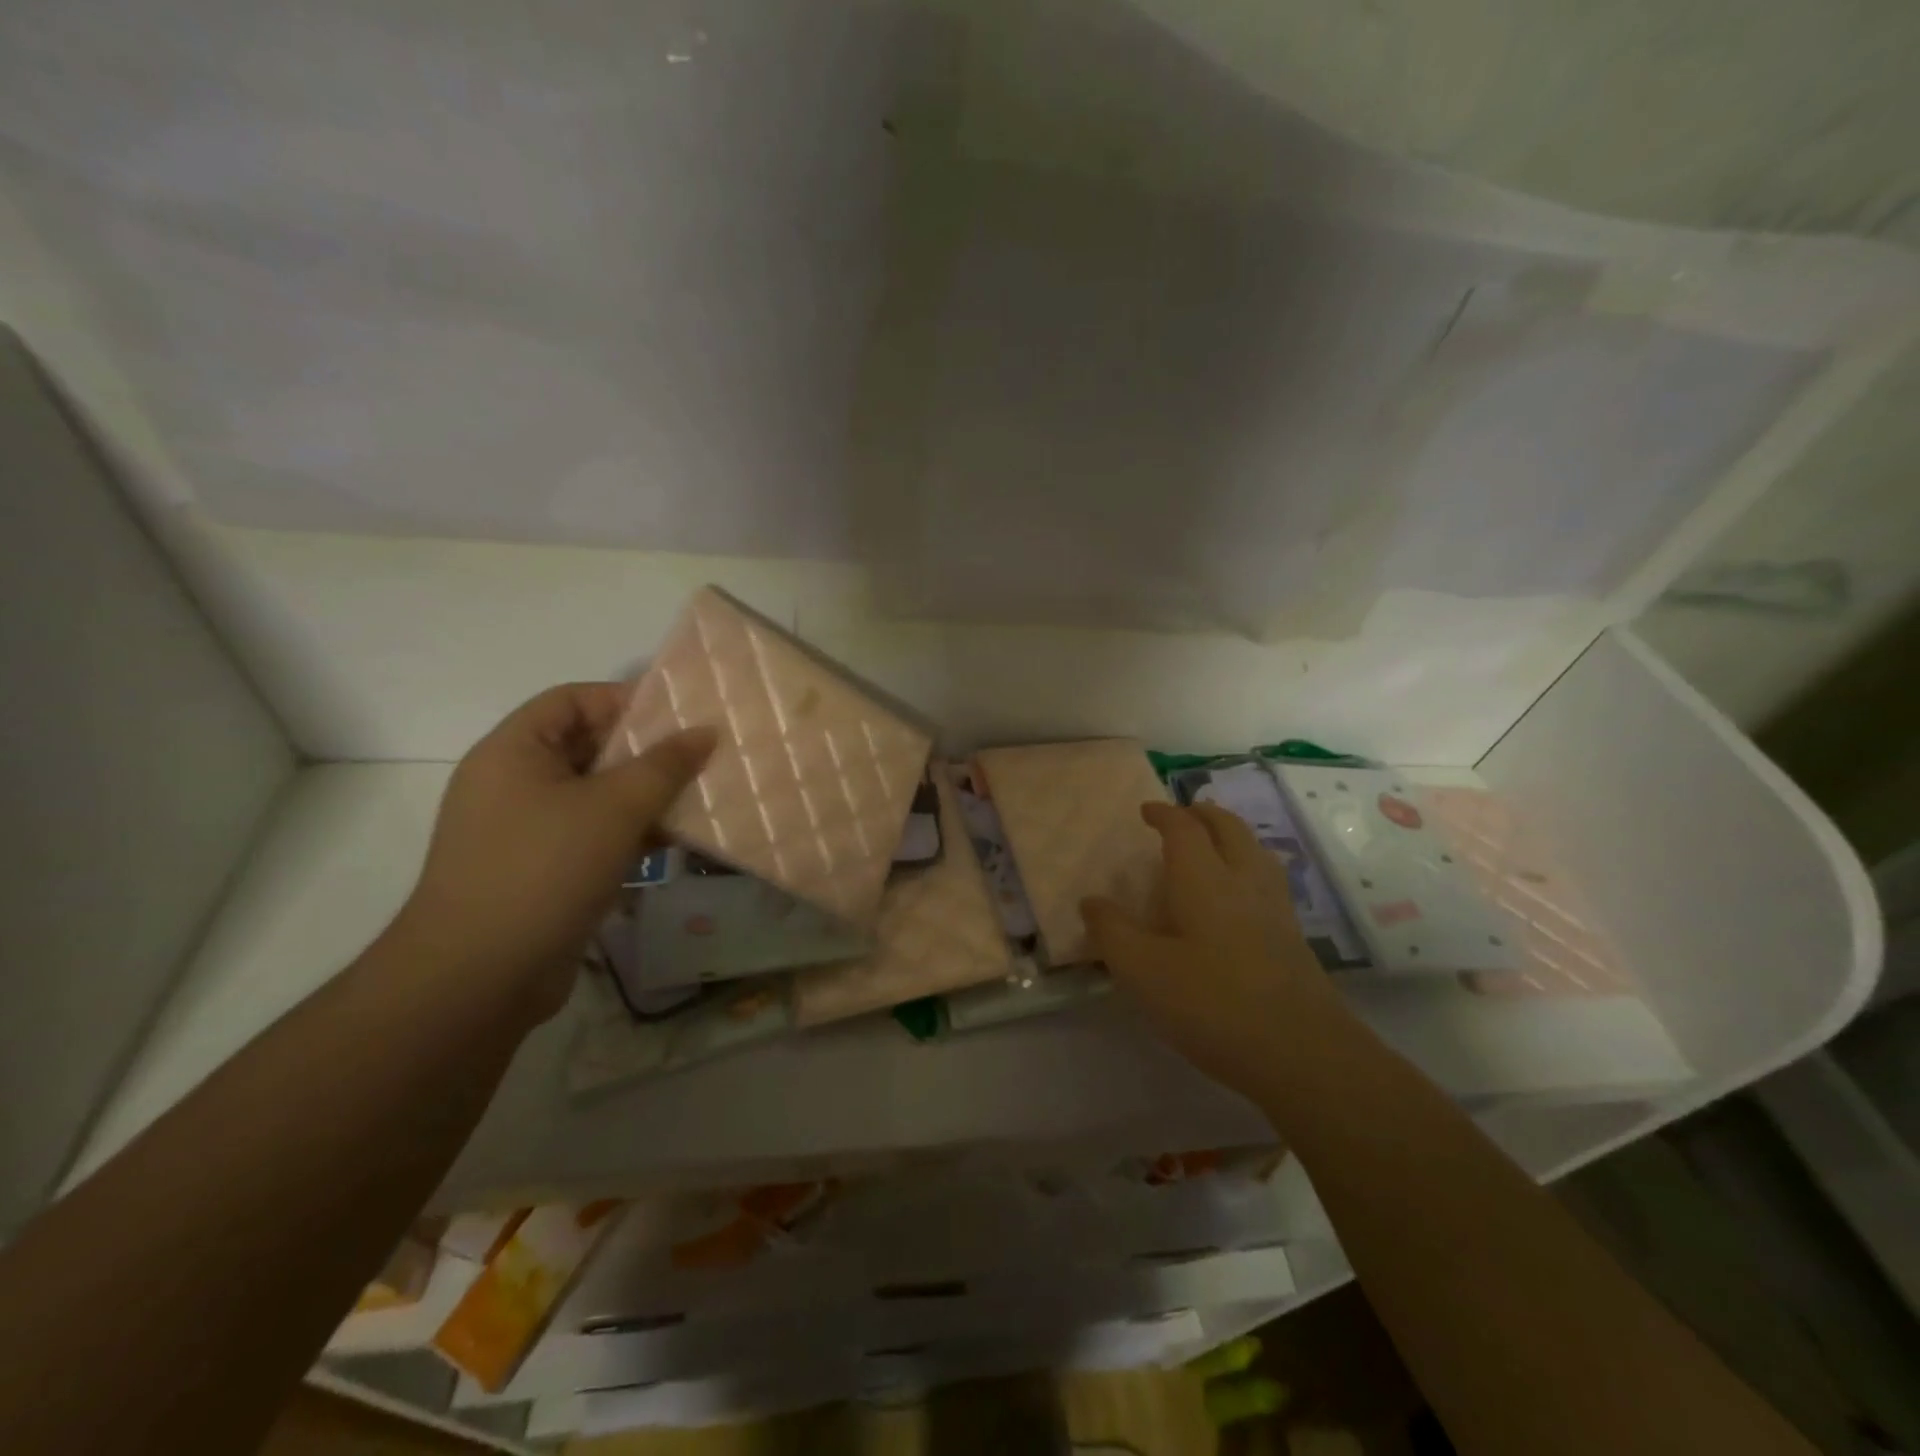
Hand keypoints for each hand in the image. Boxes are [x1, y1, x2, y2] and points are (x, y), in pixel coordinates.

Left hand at [391, 683, 715, 1021]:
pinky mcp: (540, 871)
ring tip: (697, 798)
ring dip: (644, 796)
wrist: (479, 977)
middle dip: (645, 752)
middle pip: (587, 747)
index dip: (624, 700)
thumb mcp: (615, 808)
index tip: (678, 718)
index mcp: (513, 751)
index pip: (572, 700)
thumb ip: (665, 765)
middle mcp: (513, 783)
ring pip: (595, 795)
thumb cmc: (544, 870)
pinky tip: (674, 842)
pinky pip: (592, 835)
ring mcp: (525, 831)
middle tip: (699, 758)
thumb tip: (705, 731)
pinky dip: (630, 833)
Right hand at [1082, 802, 1339, 1098]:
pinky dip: (1249, 868)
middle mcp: (1243, 881)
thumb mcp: (1143, 971)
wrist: (1302, 1052)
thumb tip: (1091, 901)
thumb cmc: (1212, 1003)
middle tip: (1185, 814)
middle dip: (1205, 815)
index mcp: (1204, 879)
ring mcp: (1275, 909)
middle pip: (1229, 829)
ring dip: (1232, 836)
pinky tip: (1240, 898)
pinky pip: (1268, 881)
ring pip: (1255, 852)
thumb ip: (1113, 932)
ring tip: (1215, 845)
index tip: (1147, 810)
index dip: (1164, 814)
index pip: (1184, 829)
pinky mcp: (1293, 938)